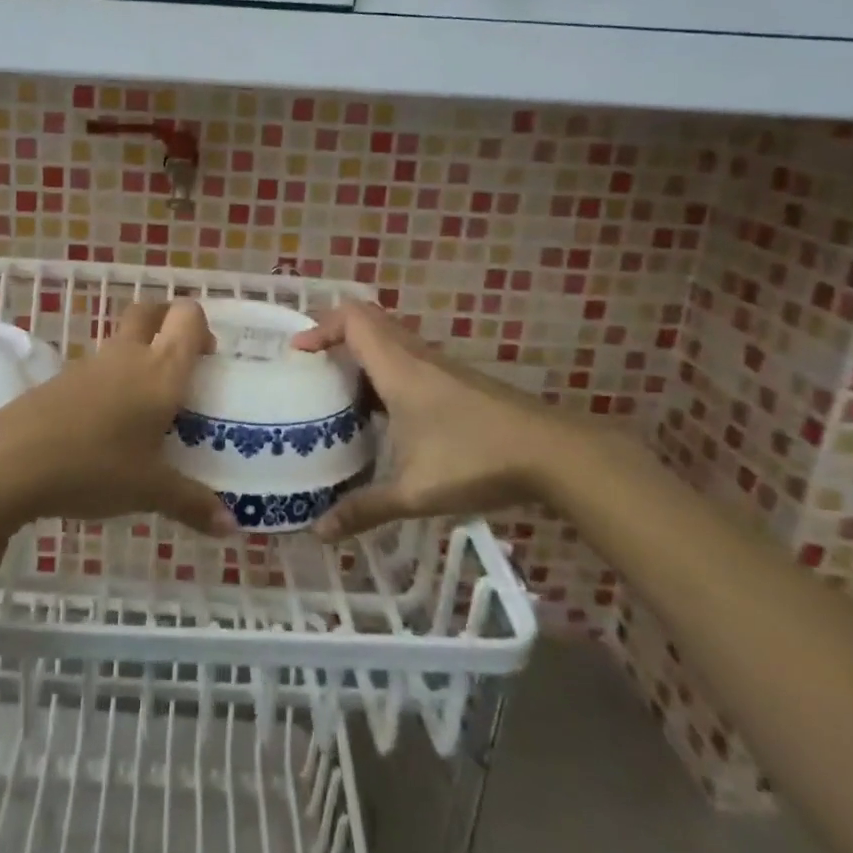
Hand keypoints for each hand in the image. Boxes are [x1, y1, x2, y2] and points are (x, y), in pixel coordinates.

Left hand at [0, 298, 235, 536]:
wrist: (12, 461)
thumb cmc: (95, 466)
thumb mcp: (149, 490)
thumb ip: (193, 503)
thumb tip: (232, 527)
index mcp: (160, 370)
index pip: (187, 317)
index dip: (202, 327)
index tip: (209, 361)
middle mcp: (128, 355)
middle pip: (150, 311)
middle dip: (168, 324)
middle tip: (181, 366)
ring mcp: (91, 365)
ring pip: (122, 340)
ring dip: (139, 356)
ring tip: (148, 408)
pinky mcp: (61, 380)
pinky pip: (97, 369)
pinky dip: (111, 382)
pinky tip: (110, 427)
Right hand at [293, 300, 598, 540]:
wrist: (554, 454)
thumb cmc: (476, 460)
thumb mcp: (413, 491)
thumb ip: (364, 509)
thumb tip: (319, 533)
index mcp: (398, 368)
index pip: (353, 319)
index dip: (320, 327)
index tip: (298, 353)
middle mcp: (416, 357)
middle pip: (369, 321)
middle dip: (335, 337)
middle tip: (313, 369)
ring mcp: (440, 367)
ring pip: (390, 341)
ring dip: (361, 356)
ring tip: (339, 394)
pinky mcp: (457, 382)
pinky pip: (408, 361)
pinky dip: (385, 373)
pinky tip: (383, 416)